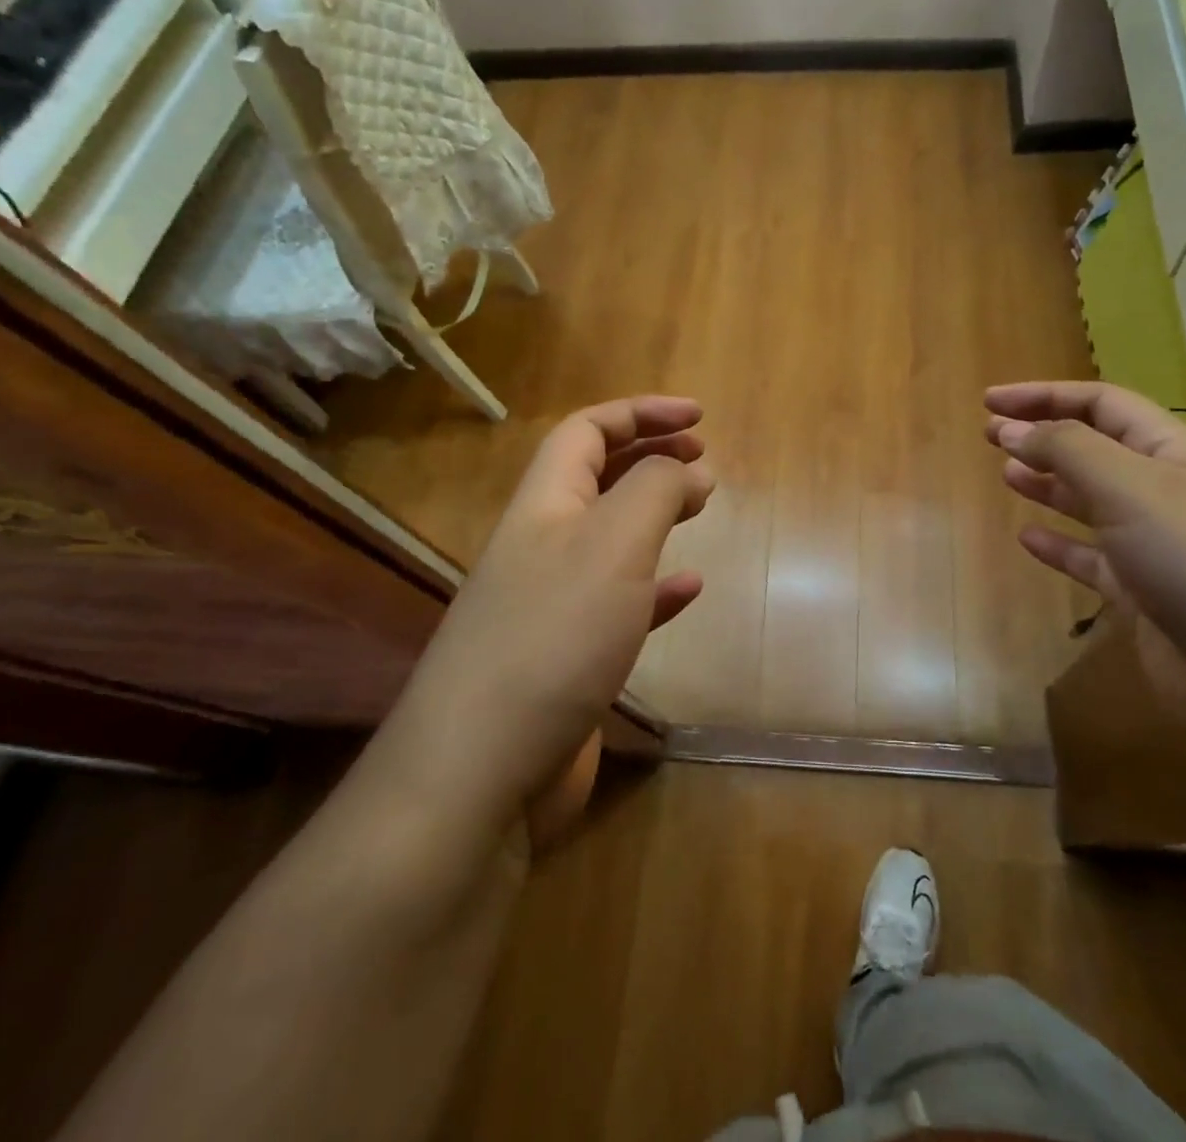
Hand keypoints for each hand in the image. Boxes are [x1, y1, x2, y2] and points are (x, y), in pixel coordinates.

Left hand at [379, 396, 712, 819]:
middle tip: (703, 458)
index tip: (699, 418)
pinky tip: (689, 588)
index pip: (586, 431)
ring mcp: (552, 604)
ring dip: (655, 514)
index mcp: (544, 505)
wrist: (482, 773)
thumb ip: (654, 490)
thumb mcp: (614, 543)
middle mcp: (542, 546)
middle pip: (596, 478)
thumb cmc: (553, 636)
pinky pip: (620, 603)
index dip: (641, 413)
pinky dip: (657, 587)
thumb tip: (686, 468)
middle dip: (650, 457)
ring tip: (700, 507)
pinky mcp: (569, 658)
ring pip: (610, 538)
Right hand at [985, 382, 1185, 733]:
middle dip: (1043, 436)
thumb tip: (1013, 429)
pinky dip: (1060, 546)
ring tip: (1006, 475)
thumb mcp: (1133, 488)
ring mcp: (1157, 548)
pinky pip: (1093, 561)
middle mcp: (1166, 493)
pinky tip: (1028, 539)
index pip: (1101, 404)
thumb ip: (1068, 451)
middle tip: (990, 435)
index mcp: (1172, 452)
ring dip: (1050, 485)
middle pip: (1096, 449)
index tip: (990, 402)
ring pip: (1092, 503)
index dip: (1044, 395)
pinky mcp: (1147, 599)